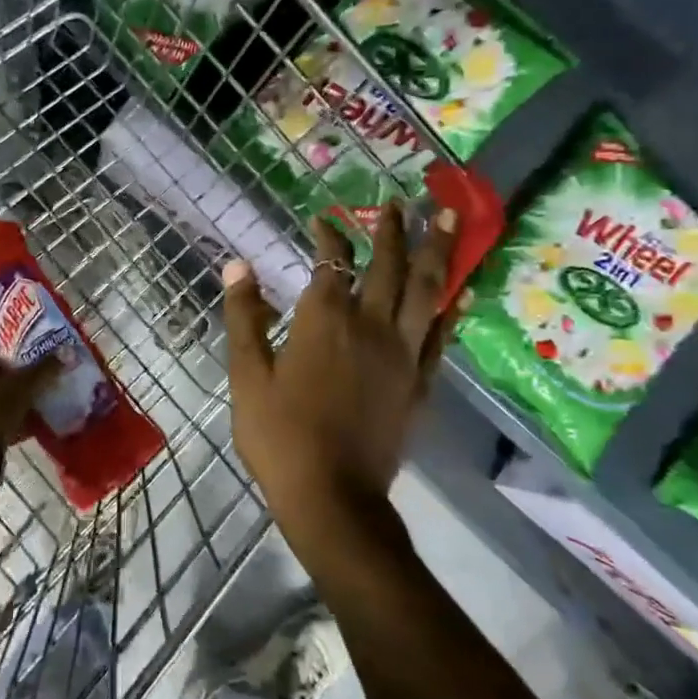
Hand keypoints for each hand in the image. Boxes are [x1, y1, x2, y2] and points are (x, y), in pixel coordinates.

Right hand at [222, 203, 457, 544]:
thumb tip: (237, 264)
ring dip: (437, 251)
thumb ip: (244, 317)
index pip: (332, 263)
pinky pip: (441, 337)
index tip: (323, 218)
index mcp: (325, 320)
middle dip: (393, 229)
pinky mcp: (419, 384)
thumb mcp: (247, 375)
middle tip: (399, 201)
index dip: (328, 235)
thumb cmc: (279, 435)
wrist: (331, 497)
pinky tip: (460, 293)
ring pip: (427, 291)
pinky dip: (451, 309)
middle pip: (390, 266)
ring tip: (450, 219)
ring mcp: (403, 355)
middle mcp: (371, 326)